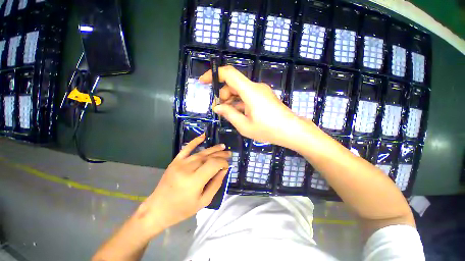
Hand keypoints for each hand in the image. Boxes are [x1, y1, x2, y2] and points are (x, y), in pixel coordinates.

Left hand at [137, 134, 229, 233]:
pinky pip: (186, 148)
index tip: (227, 166)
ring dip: (213, 149)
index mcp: (194, 181)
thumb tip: (224, 170)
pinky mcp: (175, 161)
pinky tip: (203, 136)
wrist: (158, 209)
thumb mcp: (204, 201)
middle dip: (220, 155)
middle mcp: (187, 169)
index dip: (223, 163)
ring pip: (201, 153)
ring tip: (222, 147)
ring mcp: (180, 163)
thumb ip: (216, 184)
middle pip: (208, 157)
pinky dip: (195, 141)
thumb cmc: (182, 209)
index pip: (214, 164)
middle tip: (229, 153)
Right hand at [200, 66, 312, 147]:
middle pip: (233, 83)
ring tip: (227, 113)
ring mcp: (260, 91)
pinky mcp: (264, 97)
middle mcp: (255, 87)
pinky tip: (237, 112)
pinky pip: (247, 95)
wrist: (291, 131)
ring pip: (240, 90)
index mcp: (250, 91)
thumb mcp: (244, 125)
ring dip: (230, 99)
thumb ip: (229, 114)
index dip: (214, 74)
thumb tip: (217, 107)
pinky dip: (239, 101)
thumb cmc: (268, 130)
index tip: (203, 82)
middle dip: (222, 94)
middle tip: (219, 109)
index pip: (229, 73)